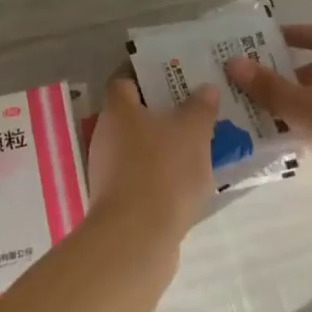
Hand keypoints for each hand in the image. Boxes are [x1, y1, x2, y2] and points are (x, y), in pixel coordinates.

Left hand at [85, 69, 218, 243]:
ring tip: (198, 144)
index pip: (125, 77)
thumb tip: (205, 88)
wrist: (136, 239)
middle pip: (133, 111)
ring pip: (139, 144)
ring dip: (163, 143)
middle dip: (162, 109)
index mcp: (118, 108)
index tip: (174, 73)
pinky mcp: (116, 198)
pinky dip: (160, 172)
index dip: (147, 72)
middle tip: (195, 107)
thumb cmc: (163, 171)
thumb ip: (200, 107)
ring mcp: (108, 168)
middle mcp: (106, 133)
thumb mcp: (193, 132)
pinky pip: (141, 173)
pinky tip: (186, 180)